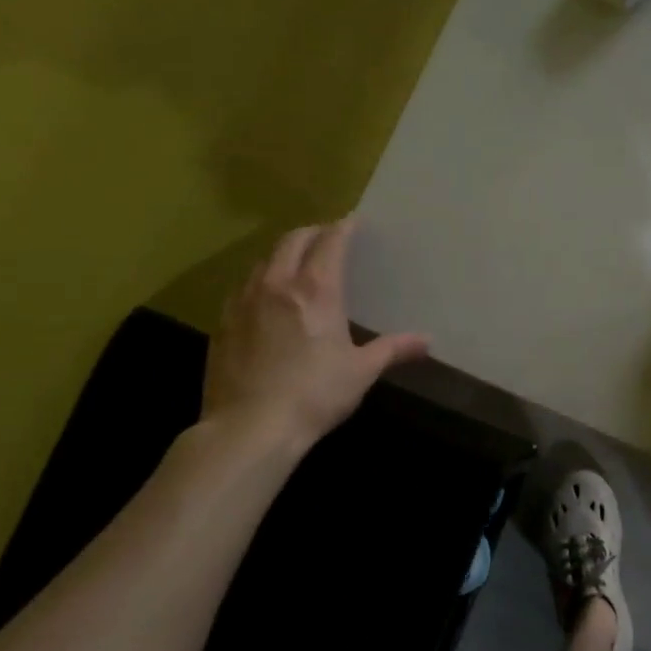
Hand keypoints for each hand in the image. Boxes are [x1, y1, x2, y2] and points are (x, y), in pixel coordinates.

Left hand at [200, 218, 428, 459]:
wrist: (249, 428)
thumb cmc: (314, 395)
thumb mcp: (361, 372)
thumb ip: (393, 349)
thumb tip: (427, 341)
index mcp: (316, 290)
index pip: (330, 242)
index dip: (343, 228)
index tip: (352, 222)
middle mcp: (277, 284)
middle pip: (292, 241)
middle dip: (312, 233)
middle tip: (326, 237)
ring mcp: (244, 301)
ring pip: (264, 261)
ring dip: (283, 255)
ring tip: (296, 265)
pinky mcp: (223, 323)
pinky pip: (243, 287)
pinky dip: (260, 281)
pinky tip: (266, 300)